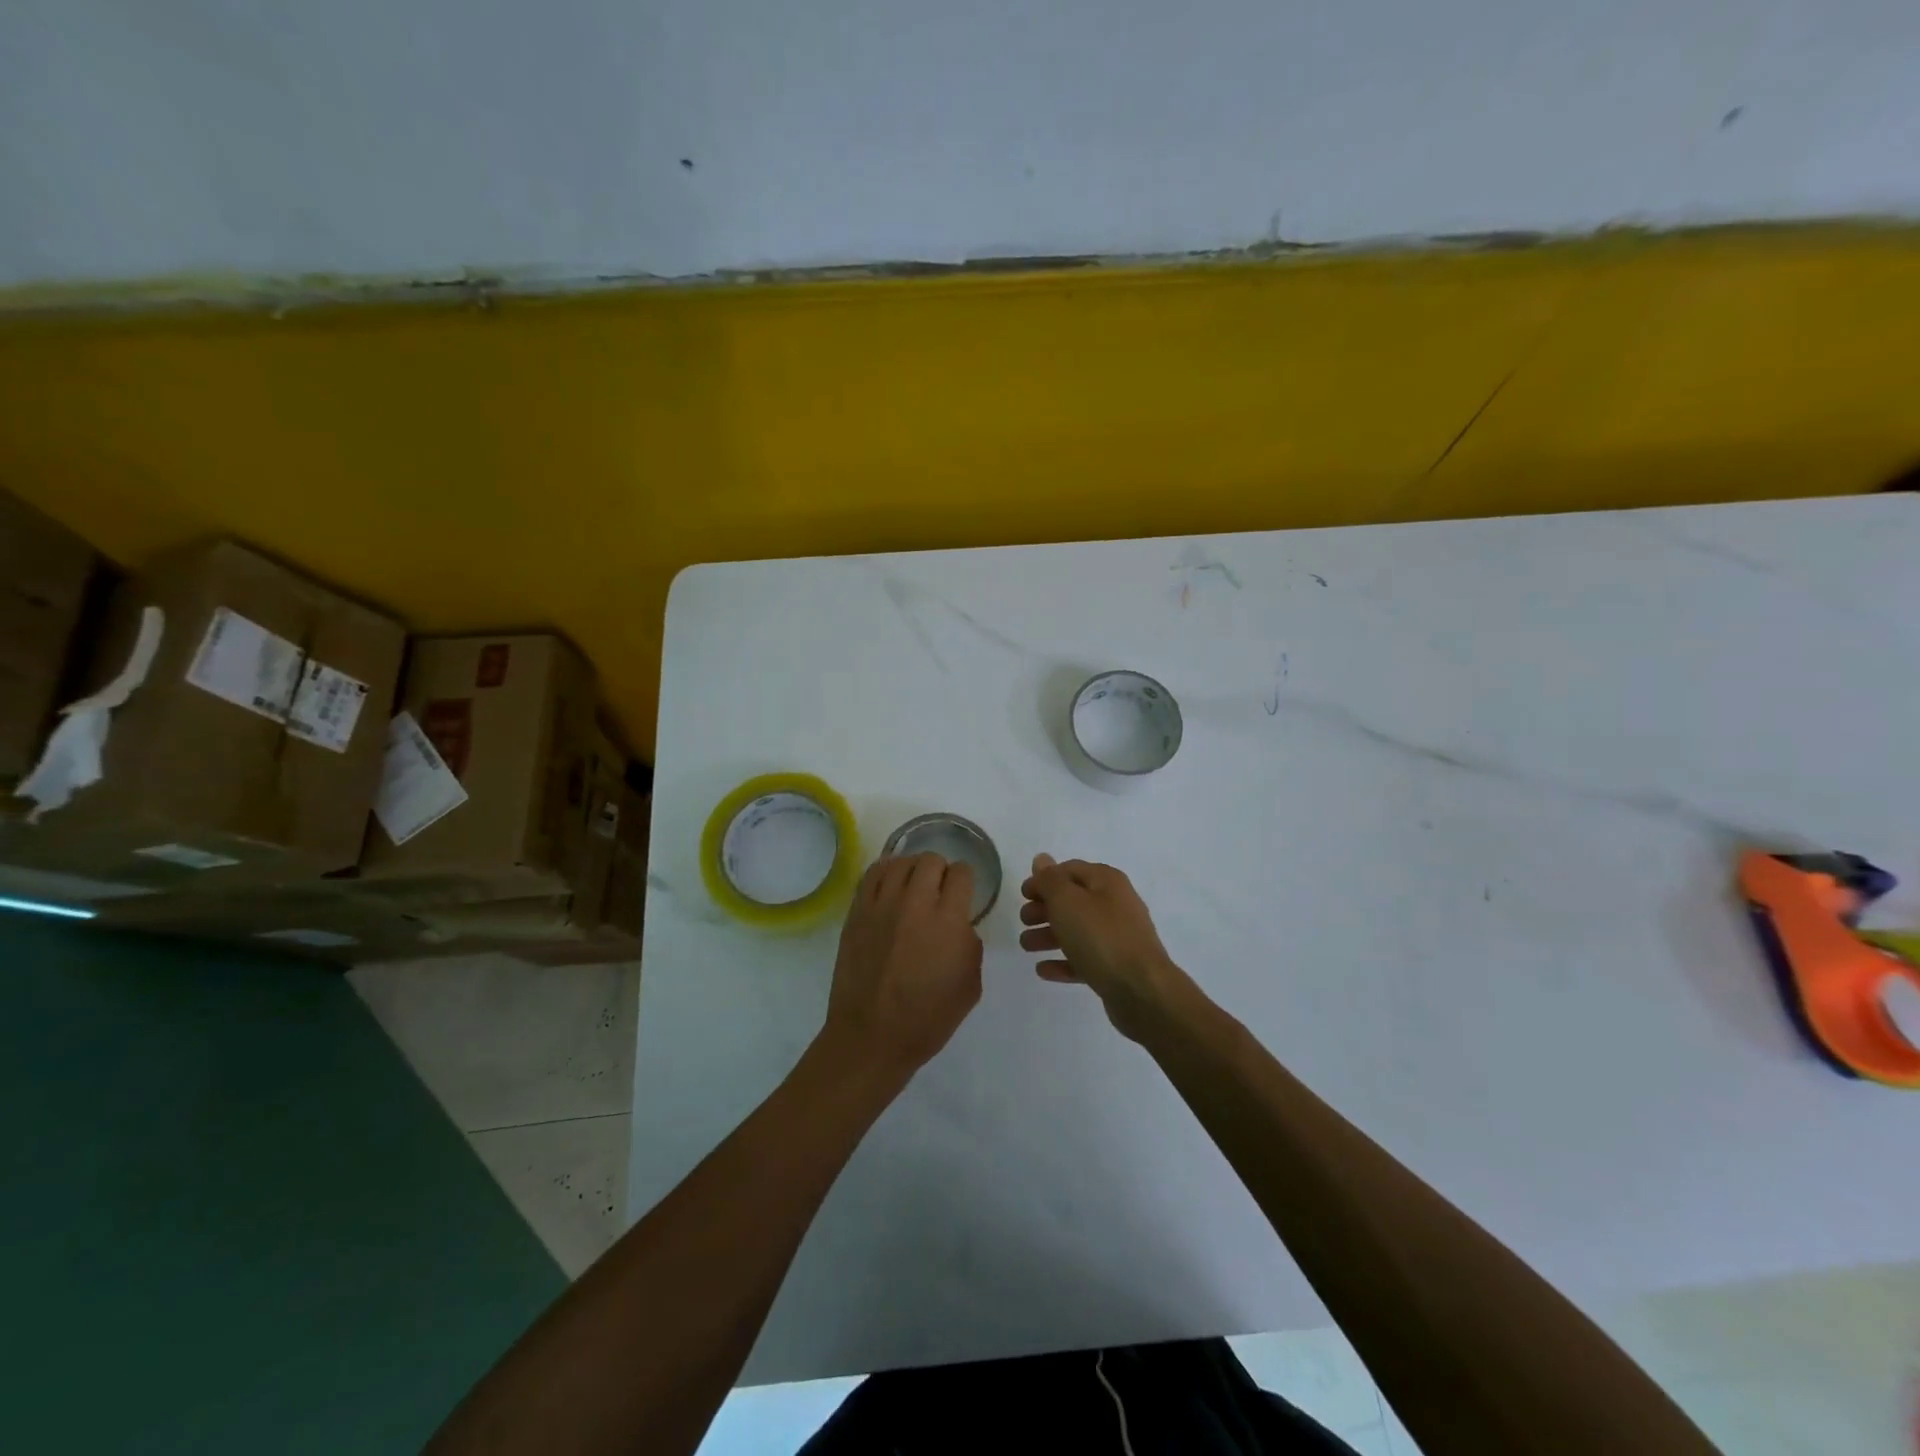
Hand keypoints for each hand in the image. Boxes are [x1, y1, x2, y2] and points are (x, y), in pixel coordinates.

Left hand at [821, 853, 982, 1080]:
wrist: (872, 1036)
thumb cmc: (927, 1019)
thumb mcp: (970, 985)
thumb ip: (969, 943)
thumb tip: (959, 924)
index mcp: (949, 922)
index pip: (962, 873)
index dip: (966, 880)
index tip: (964, 893)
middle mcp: (916, 903)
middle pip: (931, 860)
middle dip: (941, 871)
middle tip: (939, 891)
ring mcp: (882, 905)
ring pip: (901, 861)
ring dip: (913, 870)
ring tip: (913, 887)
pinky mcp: (857, 912)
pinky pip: (872, 874)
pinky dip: (885, 873)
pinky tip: (890, 886)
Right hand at [1019, 854, 1186, 1040]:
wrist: (1142, 990)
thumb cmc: (1101, 937)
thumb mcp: (1067, 901)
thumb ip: (1050, 880)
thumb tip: (1042, 859)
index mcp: (1106, 882)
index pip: (1069, 870)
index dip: (1044, 879)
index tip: (1022, 894)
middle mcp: (1115, 904)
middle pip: (1073, 900)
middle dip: (1045, 908)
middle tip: (1024, 920)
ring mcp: (1118, 937)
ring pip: (1077, 930)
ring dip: (1049, 935)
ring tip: (1025, 946)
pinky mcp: (1116, 967)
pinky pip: (1084, 958)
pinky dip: (1063, 961)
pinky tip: (1042, 970)